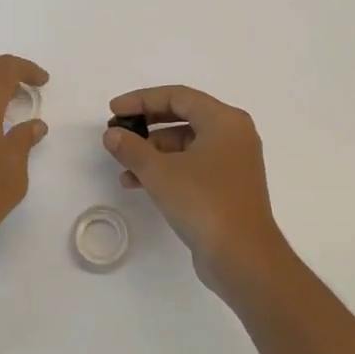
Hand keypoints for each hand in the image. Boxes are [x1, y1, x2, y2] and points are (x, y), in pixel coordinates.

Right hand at [103, 85, 292, 297]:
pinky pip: (192, 166)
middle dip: (147, 125)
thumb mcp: (160, 172)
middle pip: (183, 117)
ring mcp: (233, 162)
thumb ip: (132, 148)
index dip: (142, 100)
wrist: (242, 257)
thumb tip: (113, 134)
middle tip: (119, 132)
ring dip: (153, 152)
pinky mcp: (228, 187)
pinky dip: (167, 169)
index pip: (178, 96)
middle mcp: (233, 135)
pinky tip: (140, 184)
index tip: (114, 111)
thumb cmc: (204, 202)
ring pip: (186, 144)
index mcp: (225, 120)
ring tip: (124, 167)